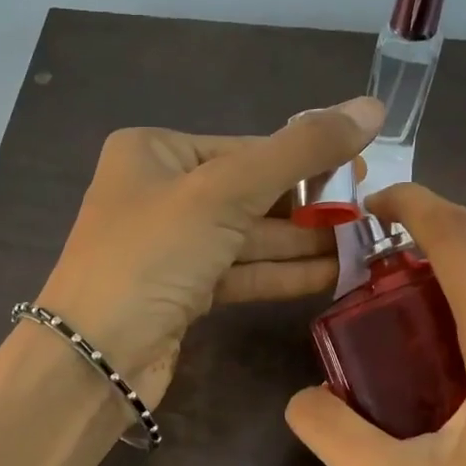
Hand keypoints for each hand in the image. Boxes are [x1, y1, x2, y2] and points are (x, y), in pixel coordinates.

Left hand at [37, 97, 384, 406]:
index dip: (307, 160)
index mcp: (155, 152)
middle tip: (370, 213)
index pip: (246, 148)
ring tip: (364, 245)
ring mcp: (170, 246)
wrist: (95, 357)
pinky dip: (281, 273)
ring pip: (248, 236)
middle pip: (250, 191)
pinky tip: (332, 274)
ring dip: (303, 243)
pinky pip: (240, 271)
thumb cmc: (152, 255)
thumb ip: (300, 151)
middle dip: (309, 207)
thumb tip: (371, 107)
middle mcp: (160, 192)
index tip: (364, 171)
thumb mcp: (225, 191)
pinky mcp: (181, 291)